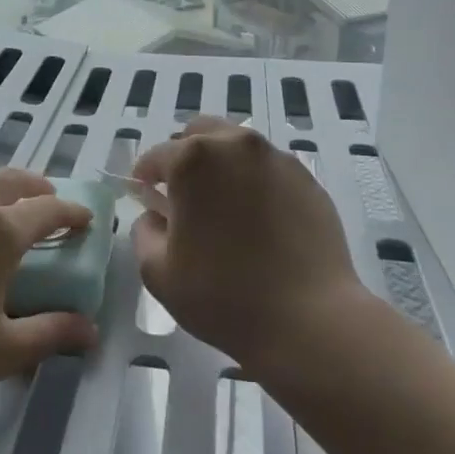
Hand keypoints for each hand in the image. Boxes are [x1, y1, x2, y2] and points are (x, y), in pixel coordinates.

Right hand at [131, 116, 363, 374]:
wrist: (310, 320)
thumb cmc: (223, 296)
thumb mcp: (158, 272)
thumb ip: (144, 232)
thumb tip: (156, 216)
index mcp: (193, 160)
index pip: (157, 155)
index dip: (145, 175)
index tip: (144, 194)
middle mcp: (236, 146)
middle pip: (200, 133)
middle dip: (184, 156)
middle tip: (182, 194)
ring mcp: (276, 160)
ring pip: (238, 147)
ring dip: (221, 165)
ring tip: (223, 206)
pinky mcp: (307, 180)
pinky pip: (269, 169)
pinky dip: (254, 182)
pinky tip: (258, 219)